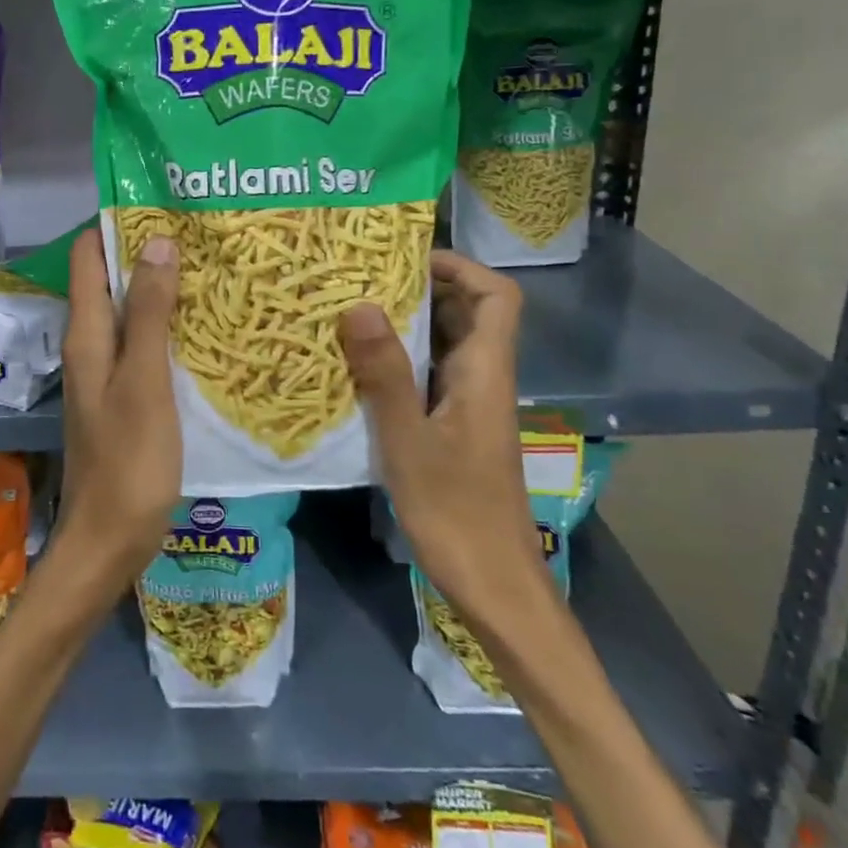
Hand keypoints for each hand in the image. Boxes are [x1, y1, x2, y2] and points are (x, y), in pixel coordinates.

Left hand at [49, 225, 182, 597]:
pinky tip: (203, 325)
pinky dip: (167, 325)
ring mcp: (108, 373)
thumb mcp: (144, 382)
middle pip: (111, 281)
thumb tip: (155, 242)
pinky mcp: (126, 396)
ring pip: (130, 313)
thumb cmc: (129, 463)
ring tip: (209, 265)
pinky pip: (144, 344)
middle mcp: (91, 346)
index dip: (115, 224)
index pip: (89, 258)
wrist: (110, 542)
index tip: (159, 199)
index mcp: (87, 336)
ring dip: (160, 287)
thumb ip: (149, 315)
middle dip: (146, 252)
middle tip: (199, 229)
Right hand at [338, 250, 545, 619]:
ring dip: (405, 325)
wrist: (494, 588)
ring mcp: (468, 406)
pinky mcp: (452, 429)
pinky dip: (398, 362)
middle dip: (420, 288)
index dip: (461, 267)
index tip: (405, 259)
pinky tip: (357, 369)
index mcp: (485, 373)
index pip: (497, 297)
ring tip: (349, 312)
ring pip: (444, 346)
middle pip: (467, 313)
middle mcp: (482, 380)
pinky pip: (428, 377)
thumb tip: (358, 305)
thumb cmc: (456, 515)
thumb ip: (384, 374)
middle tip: (361, 279)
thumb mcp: (408, 442)